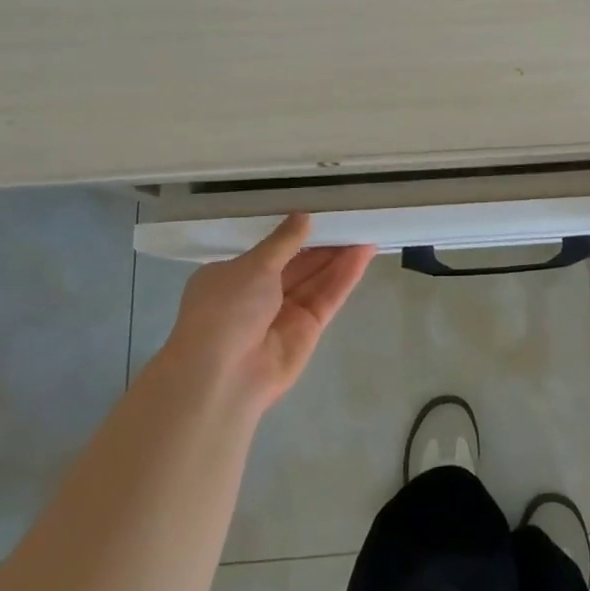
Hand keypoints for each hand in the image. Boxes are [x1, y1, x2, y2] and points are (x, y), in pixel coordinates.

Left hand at [152, 214, 374, 413]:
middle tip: (351, 217)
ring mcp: (284, 314)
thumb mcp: (252, 266)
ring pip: (316, 279)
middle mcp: (258, 295)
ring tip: (366, 230)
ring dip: (340, 256)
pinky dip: (345, 276)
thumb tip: (303, 217)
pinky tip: (364, 254)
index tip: (319, 212)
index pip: (268, 251)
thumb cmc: (226, 310)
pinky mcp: (308, 331)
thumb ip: (283, 241)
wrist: (223, 377)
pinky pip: (327, 297)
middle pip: (297, 264)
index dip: (294, 233)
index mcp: (233, 277)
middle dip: (323, 242)